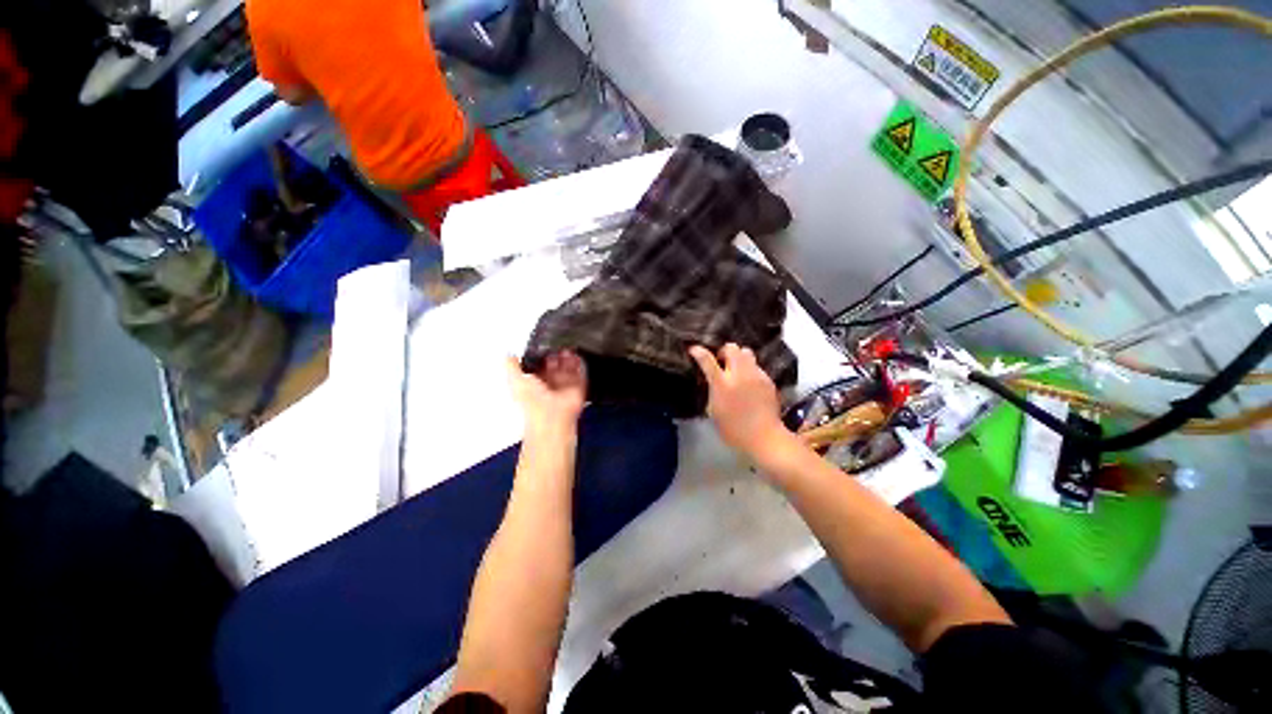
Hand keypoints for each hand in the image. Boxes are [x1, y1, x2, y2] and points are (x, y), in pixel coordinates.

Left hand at [506, 351, 586, 437]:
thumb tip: (507, 354)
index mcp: (533, 384)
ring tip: (566, 348)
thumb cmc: (532, 402)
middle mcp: (549, 386)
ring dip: (567, 358)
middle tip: (555, 346)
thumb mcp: (515, 379)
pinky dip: (579, 364)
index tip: (541, 345)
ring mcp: (564, 387)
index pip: (537, 366)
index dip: (539, 356)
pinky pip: (581, 373)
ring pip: (567, 368)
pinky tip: (576, 356)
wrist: (552, 415)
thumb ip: (511, 366)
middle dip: (555, 355)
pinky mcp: (577, 388)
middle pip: (554, 366)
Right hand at [689, 343, 790, 460]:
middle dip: (723, 352)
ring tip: (736, 369)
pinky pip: (756, 366)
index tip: (694, 350)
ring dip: (738, 357)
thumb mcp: (713, 411)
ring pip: (746, 352)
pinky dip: (750, 370)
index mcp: (722, 384)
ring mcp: (756, 375)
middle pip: (731, 348)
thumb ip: (712, 391)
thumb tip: (711, 381)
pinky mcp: (768, 380)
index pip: (707, 360)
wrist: (764, 437)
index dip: (699, 352)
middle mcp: (739, 375)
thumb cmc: (733, 430)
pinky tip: (749, 383)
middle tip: (721, 363)